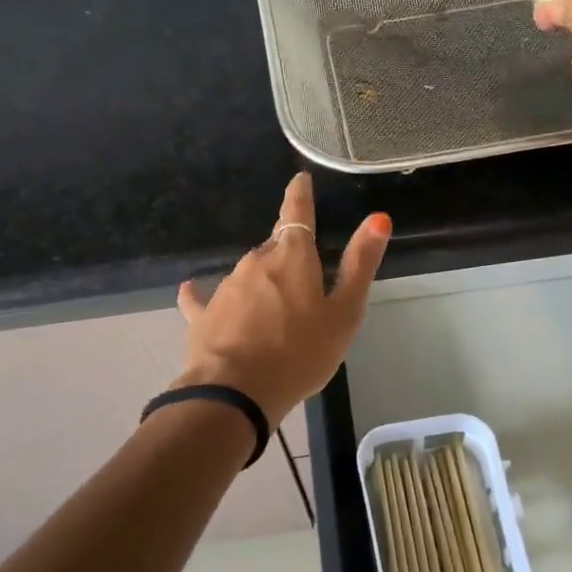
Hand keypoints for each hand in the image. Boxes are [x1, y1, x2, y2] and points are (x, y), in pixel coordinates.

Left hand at [174, 173, 390, 427]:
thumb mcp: (344, 312)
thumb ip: (360, 264)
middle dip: (287, 255)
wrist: (237, 392)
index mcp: (292, 257)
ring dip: (261, 284)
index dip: (300, 195)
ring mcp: (226, 287)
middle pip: (274, 248)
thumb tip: (379, 217)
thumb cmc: (301, 353)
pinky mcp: (203, 314)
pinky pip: (206, 299)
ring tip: (274, 313)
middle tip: (303, 281)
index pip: (297, 213)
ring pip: (249, 275)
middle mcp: (256, 262)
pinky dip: (207, 296)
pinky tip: (192, 292)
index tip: (300, 179)